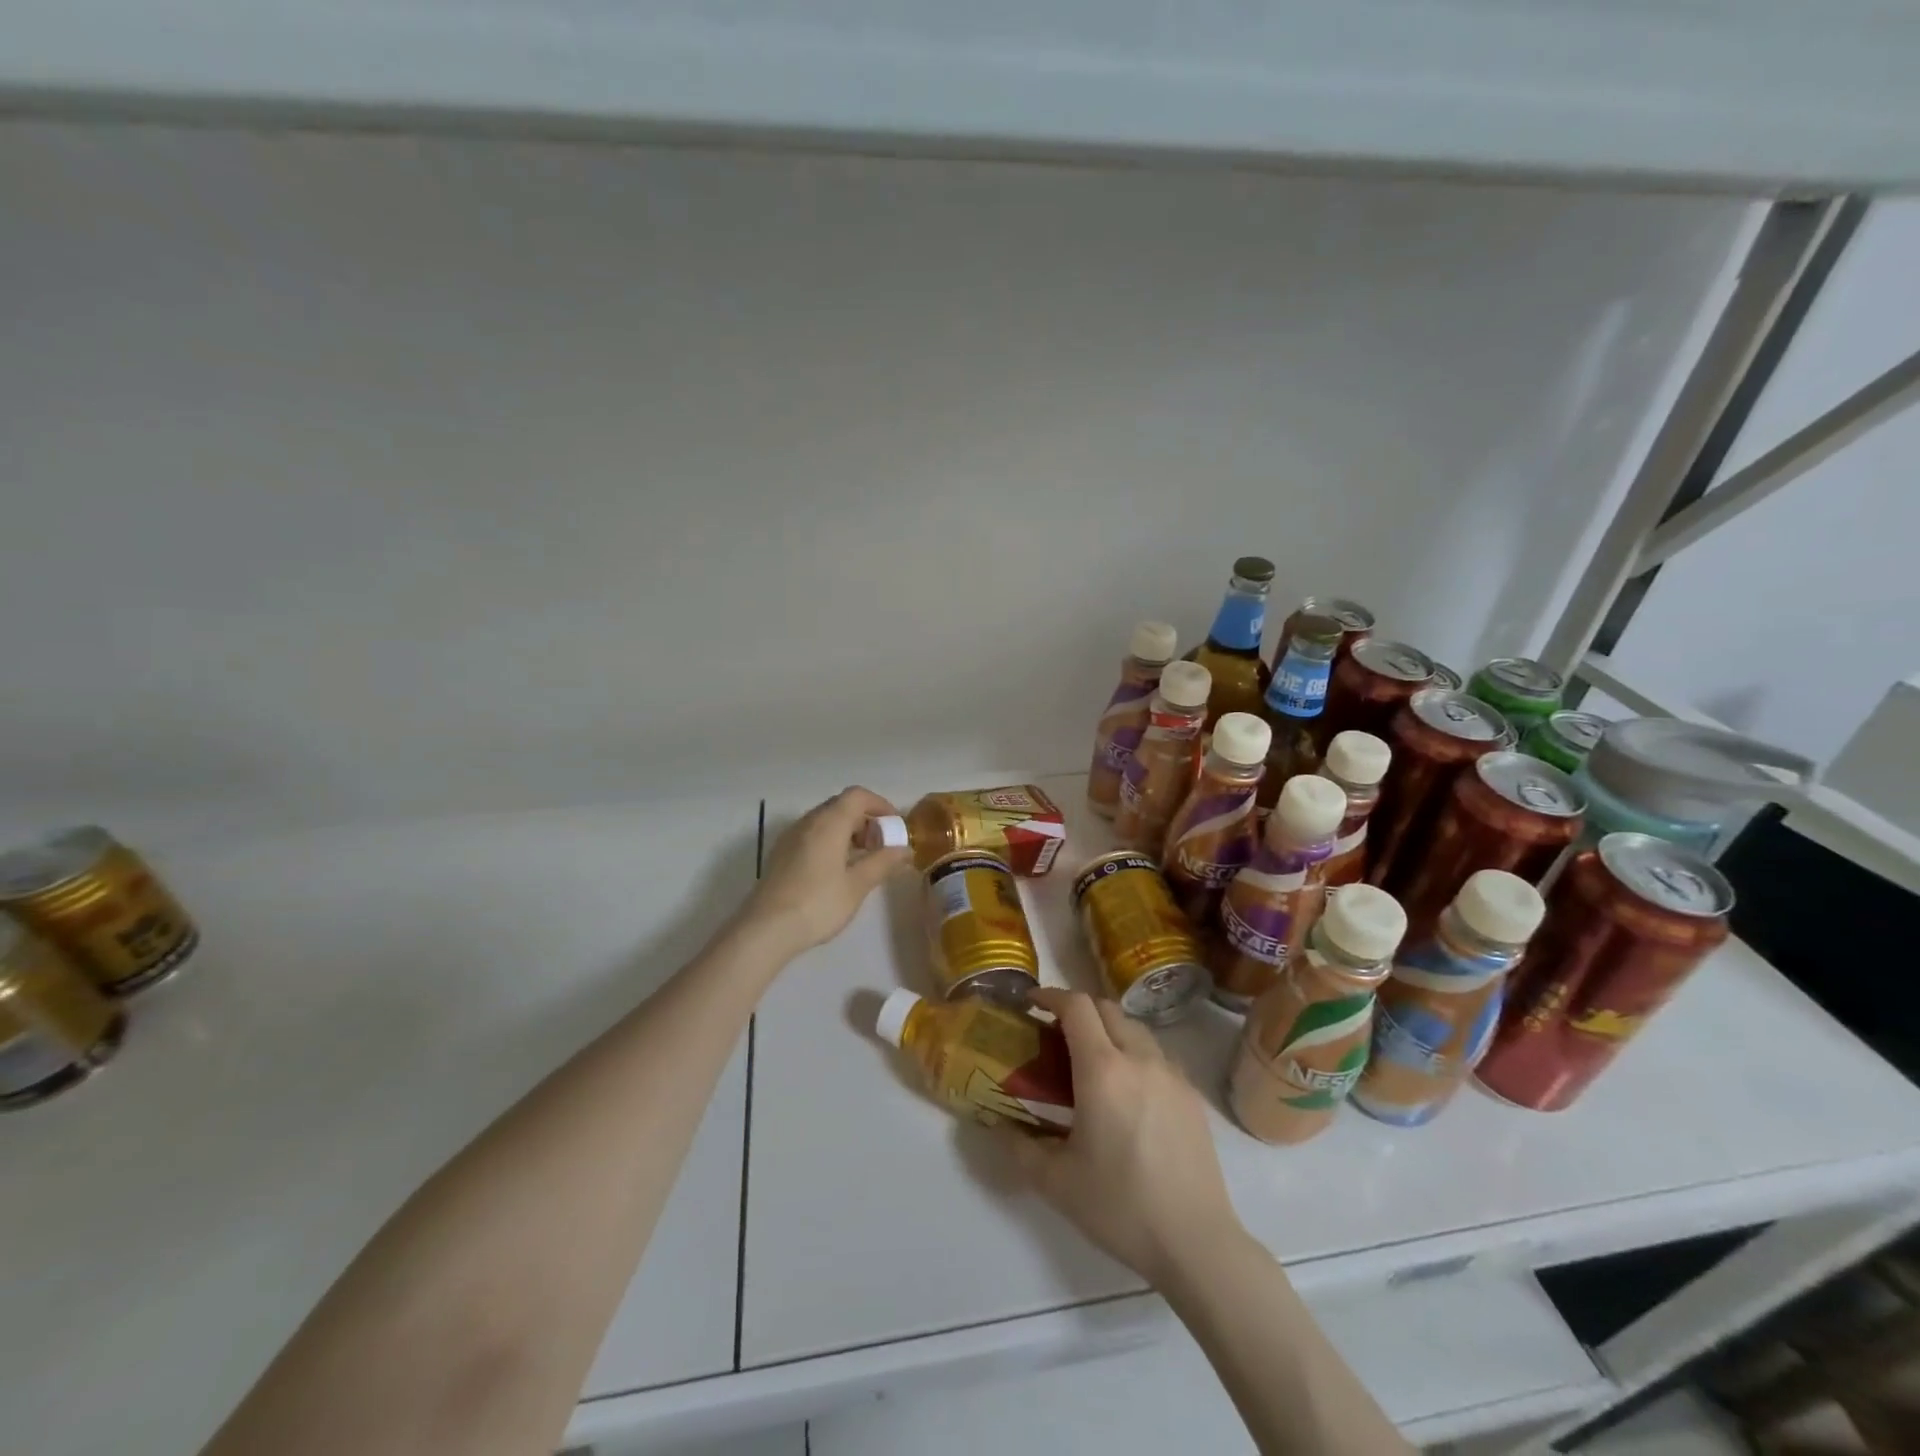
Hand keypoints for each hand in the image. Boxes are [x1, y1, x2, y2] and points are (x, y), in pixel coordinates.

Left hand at [745, 787, 909, 957]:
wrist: (765, 929)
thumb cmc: (818, 903)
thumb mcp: (857, 885)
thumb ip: (883, 862)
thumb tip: (905, 849)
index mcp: (829, 822)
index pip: (858, 795)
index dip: (881, 805)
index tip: (896, 828)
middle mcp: (808, 821)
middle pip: (842, 806)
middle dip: (866, 821)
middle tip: (882, 847)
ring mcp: (791, 837)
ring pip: (826, 821)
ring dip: (849, 832)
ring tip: (863, 861)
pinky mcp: (782, 854)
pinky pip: (812, 835)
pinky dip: (831, 842)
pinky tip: (838, 871)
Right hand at [1010, 988, 1242, 1288]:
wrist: (1196, 1242)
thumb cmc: (1120, 1206)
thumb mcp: (1056, 1182)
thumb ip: (1019, 1148)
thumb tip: (996, 1126)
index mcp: (1102, 1069)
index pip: (1076, 1006)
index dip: (1050, 996)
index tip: (1031, 1003)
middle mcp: (1139, 1059)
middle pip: (1106, 1008)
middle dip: (1078, 1010)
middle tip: (1056, 1034)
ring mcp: (1171, 1074)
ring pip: (1135, 1028)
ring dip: (1108, 1029)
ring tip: (1092, 1061)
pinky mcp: (1192, 1095)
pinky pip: (1157, 1055)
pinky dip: (1135, 1053)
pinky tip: (1128, 1091)